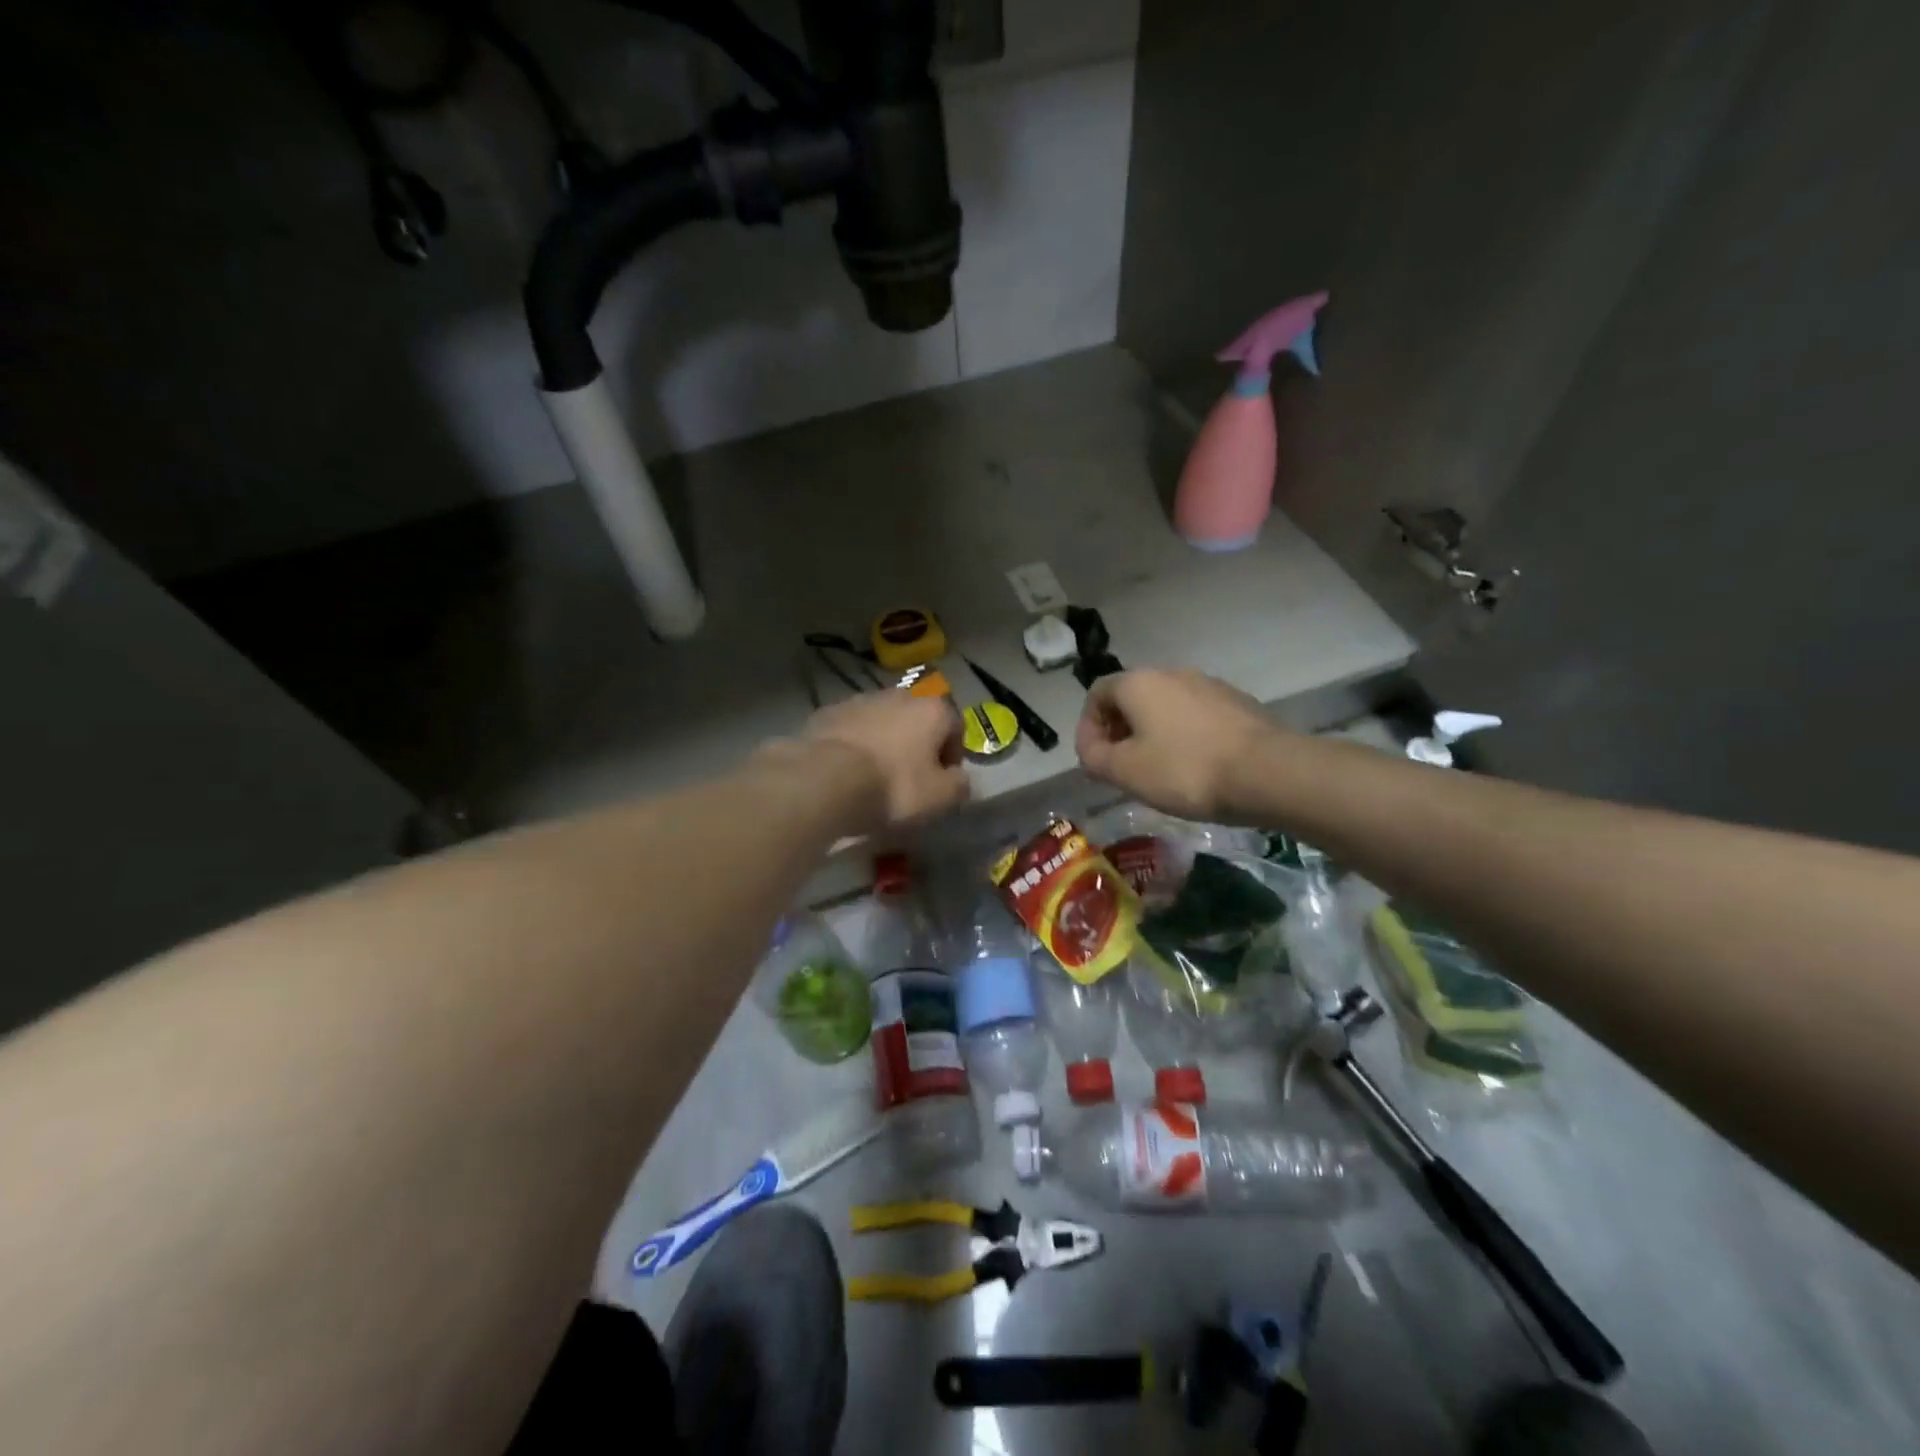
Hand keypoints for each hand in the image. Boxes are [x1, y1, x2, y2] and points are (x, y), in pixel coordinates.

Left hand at [798, 693, 968, 829]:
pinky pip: (852, 729)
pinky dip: (855, 745)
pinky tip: (847, 771)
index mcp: (932, 709)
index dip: (953, 755)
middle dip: (917, 745)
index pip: (955, 726)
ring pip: (883, 722)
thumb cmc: (893, 786)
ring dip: (885, 742)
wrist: (824, 779)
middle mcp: (899, 695)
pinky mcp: (828, 712)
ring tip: (875, 775)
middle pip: (917, 720)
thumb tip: (960, 779)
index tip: (942, 781)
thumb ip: (959, 785)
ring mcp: (860, 700)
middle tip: (910, 778)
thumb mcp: (940, 797)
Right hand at [1075, 669, 1282, 820]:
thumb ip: (1095, 757)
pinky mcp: (1237, 703)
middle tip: (1121, 768)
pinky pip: (1195, 716)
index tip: (1094, 761)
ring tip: (1158, 771)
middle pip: (1132, 698)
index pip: (1096, 694)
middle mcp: (1171, 672)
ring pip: (1165, 707)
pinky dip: (1183, 736)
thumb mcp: (1125, 771)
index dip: (1088, 728)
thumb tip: (1092, 749)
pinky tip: (1194, 767)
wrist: (1268, 772)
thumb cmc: (1185, 770)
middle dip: (1120, 731)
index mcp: (1138, 682)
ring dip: (1152, 734)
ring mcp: (1209, 685)